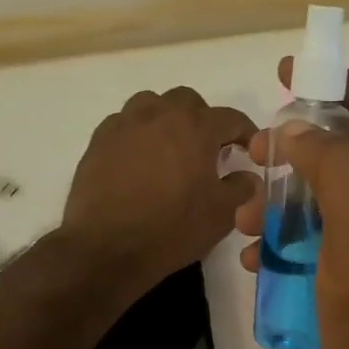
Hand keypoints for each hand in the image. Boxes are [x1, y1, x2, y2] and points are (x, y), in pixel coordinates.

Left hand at [64, 86, 258, 293]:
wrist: (106, 247)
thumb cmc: (171, 229)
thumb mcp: (221, 214)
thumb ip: (241, 188)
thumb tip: (246, 176)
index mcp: (196, 127)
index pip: (231, 118)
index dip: (245, 132)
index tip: (249, 149)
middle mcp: (161, 114)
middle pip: (188, 101)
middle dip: (202, 119)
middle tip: (206, 149)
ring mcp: (126, 124)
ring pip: (152, 104)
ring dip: (166, 119)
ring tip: (169, 147)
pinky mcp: (99, 139)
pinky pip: (124, 123)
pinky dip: (137, 133)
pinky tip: (137, 159)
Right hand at [237, 60, 348, 348]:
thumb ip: (335, 163)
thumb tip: (299, 131)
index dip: (333, 80)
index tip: (285, 72)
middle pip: (341, 147)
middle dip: (293, 146)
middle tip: (251, 153)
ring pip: (321, 192)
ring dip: (279, 196)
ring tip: (241, 217)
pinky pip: (315, 234)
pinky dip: (283, 236)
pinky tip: (257, 258)